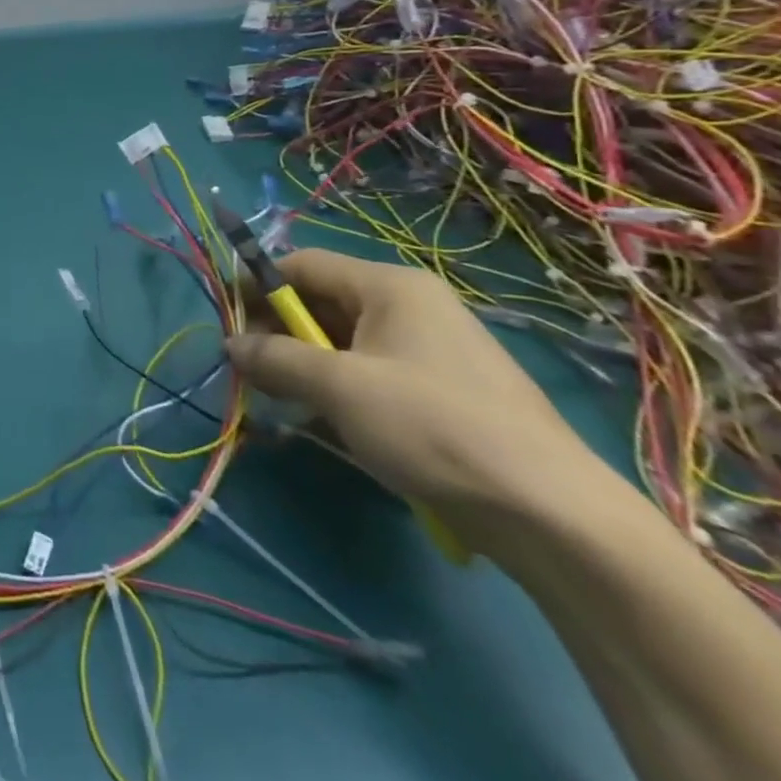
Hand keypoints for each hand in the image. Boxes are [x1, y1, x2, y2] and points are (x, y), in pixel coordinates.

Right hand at [224, 249, 601, 553]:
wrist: (553, 516)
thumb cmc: (433, 427)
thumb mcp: (338, 388)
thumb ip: (274, 358)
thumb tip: (230, 344)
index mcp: (390, 287)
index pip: (301, 265)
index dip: (257, 287)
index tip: (227, 324)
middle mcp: (410, 307)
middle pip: (321, 303)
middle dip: (278, 334)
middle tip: (252, 372)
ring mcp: (430, 351)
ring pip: (343, 343)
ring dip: (304, 367)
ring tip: (282, 402)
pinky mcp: (442, 393)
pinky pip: (371, 375)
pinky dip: (338, 391)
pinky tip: (326, 424)